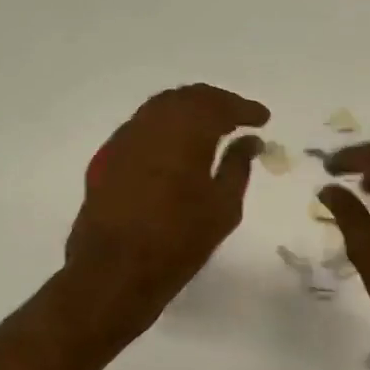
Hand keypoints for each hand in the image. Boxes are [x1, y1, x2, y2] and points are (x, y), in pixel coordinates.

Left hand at [63, 83, 268, 340]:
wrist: (114, 271)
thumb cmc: (178, 242)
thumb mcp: (222, 208)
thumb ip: (237, 166)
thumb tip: (249, 141)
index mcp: (184, 131)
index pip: (219, 105)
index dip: (244, 109)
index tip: (263, 119)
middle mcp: (150, 124)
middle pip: (187, 97)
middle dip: (215, 103)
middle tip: (238, 118)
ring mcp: (123, 139)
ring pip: (160, 109)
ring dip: (188, 112)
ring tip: (209, 129)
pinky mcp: (106, 159)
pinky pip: (141, 129)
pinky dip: (165, 129)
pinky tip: (175, 149)